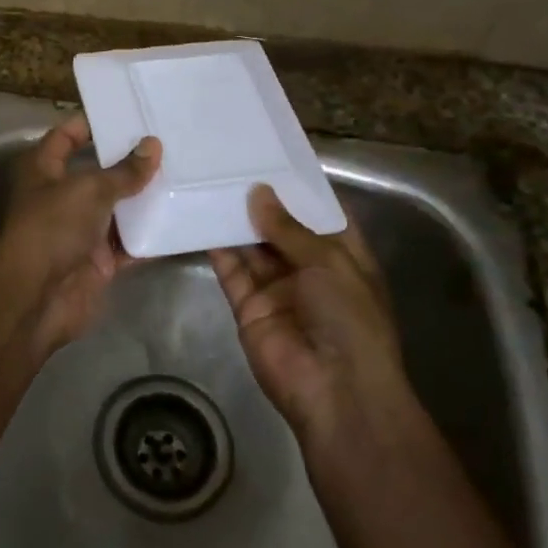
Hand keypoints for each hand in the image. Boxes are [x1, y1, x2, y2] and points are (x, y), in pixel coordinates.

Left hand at [0, 114, 160, 356]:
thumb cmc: (53, 229)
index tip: (126, 114)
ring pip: (117, 209)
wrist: (37, 298)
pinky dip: (151, 235)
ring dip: (144, 198)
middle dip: (129, 161)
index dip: (89, 124)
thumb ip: (124, 171)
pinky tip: (181, 219)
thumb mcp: (89, 190)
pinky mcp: (99, 261)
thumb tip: (153, 146)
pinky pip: (129, 243)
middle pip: (98, 173)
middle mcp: (61, 197)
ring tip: (184, 174)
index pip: (65, 137)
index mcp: (45, 171)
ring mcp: (81, 231)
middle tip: (169, 142)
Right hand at [209, 185, 409, 442]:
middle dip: (261, 201)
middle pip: (281, 229)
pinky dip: (217, 249)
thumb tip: (259, 192)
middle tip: (230, 164)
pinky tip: (199, 219)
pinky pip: (231, 272)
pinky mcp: (248, 306)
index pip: (320, 215)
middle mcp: (309, 269)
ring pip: (252, 248)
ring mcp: (277, 288)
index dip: (299, 189)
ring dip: (236, 220)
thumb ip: (289, 228)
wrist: (334, 390)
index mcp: (343, 256)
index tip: (272, 157)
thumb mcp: (329, 262)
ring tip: (210, 183)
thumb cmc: (348, 318)